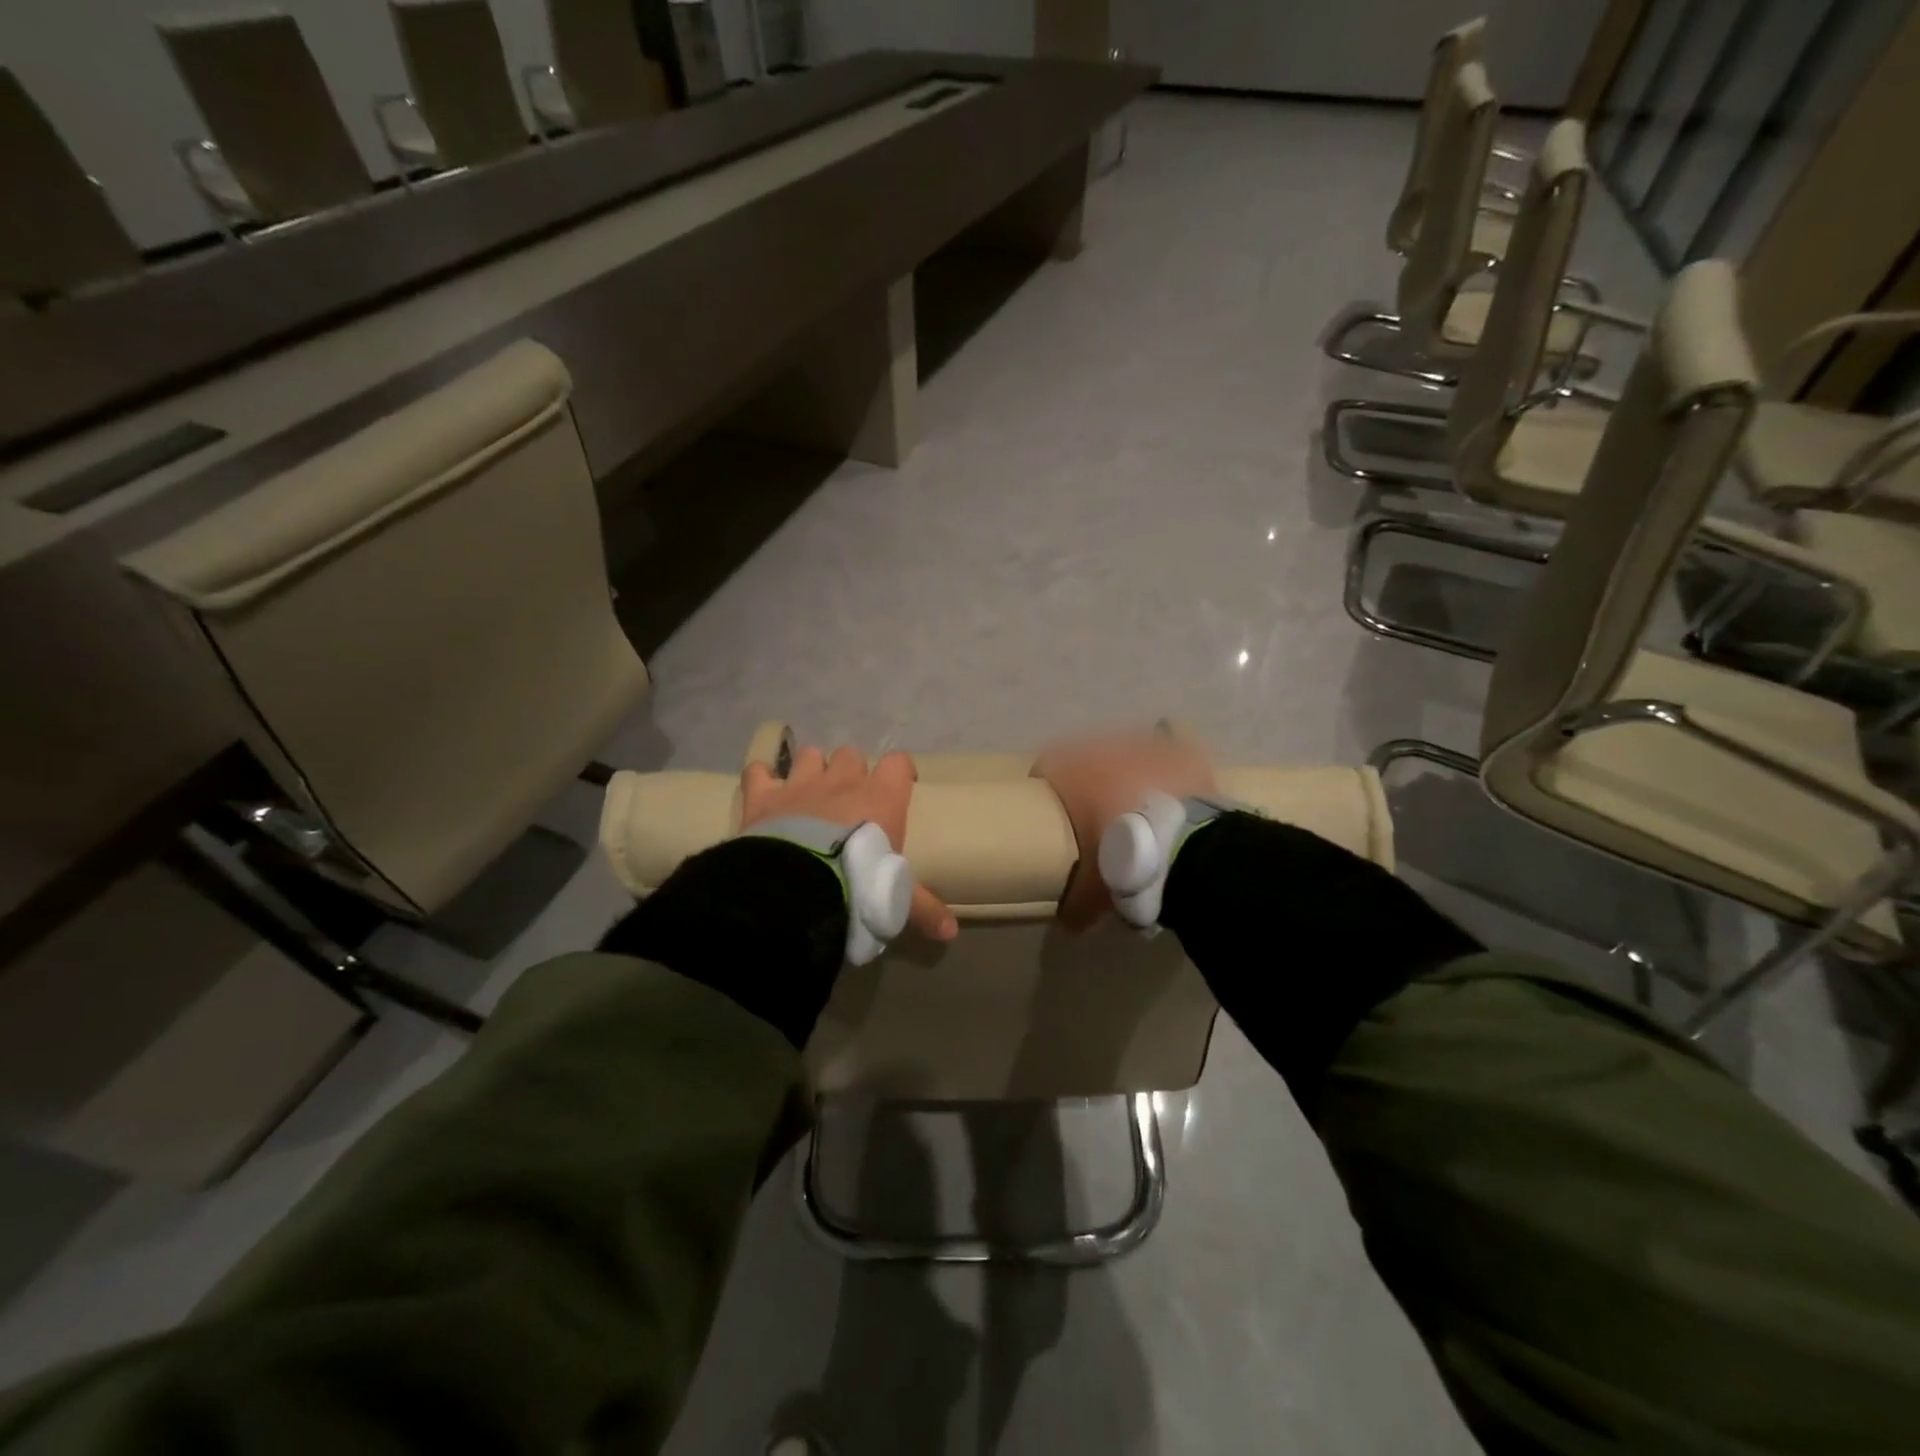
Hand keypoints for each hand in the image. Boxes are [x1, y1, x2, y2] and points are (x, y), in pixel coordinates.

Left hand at [741, 744, 957, 941]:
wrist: (798, 888)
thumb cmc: (858, 884)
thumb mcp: (896, 900)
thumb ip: (923, 909)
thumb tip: (951, 933)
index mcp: (880, 797)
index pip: (898, 763)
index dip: (899, 772)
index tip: (900, 787)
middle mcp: (842, 780)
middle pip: (851, 754)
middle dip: (850, 771)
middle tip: (849, 799)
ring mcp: (800, 783)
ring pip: (810, 755)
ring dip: (811, 769)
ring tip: (809, 793)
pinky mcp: (763, 795)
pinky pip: (758, 771)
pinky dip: (761, 778)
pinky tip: (763, 790)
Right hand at [1032, 727, 1215, 930]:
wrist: (1184, 849)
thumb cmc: (1122, 859)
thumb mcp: (1091, 891)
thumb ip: (1074, 904)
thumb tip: (1068, 922)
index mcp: (1073, 773)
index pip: (1046, 766)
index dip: (1048, 787)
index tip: (1053, 811)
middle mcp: (1104, 749)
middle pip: (1087, 755)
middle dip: (1089, 778)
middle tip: (1096, 810)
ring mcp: (1146, 746)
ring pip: (1127, 747)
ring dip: (1127, 767)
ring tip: (1137, 798)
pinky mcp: (1182, 752)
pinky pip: (1174, 741)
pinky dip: (1170, 757)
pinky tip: (1173, 777)